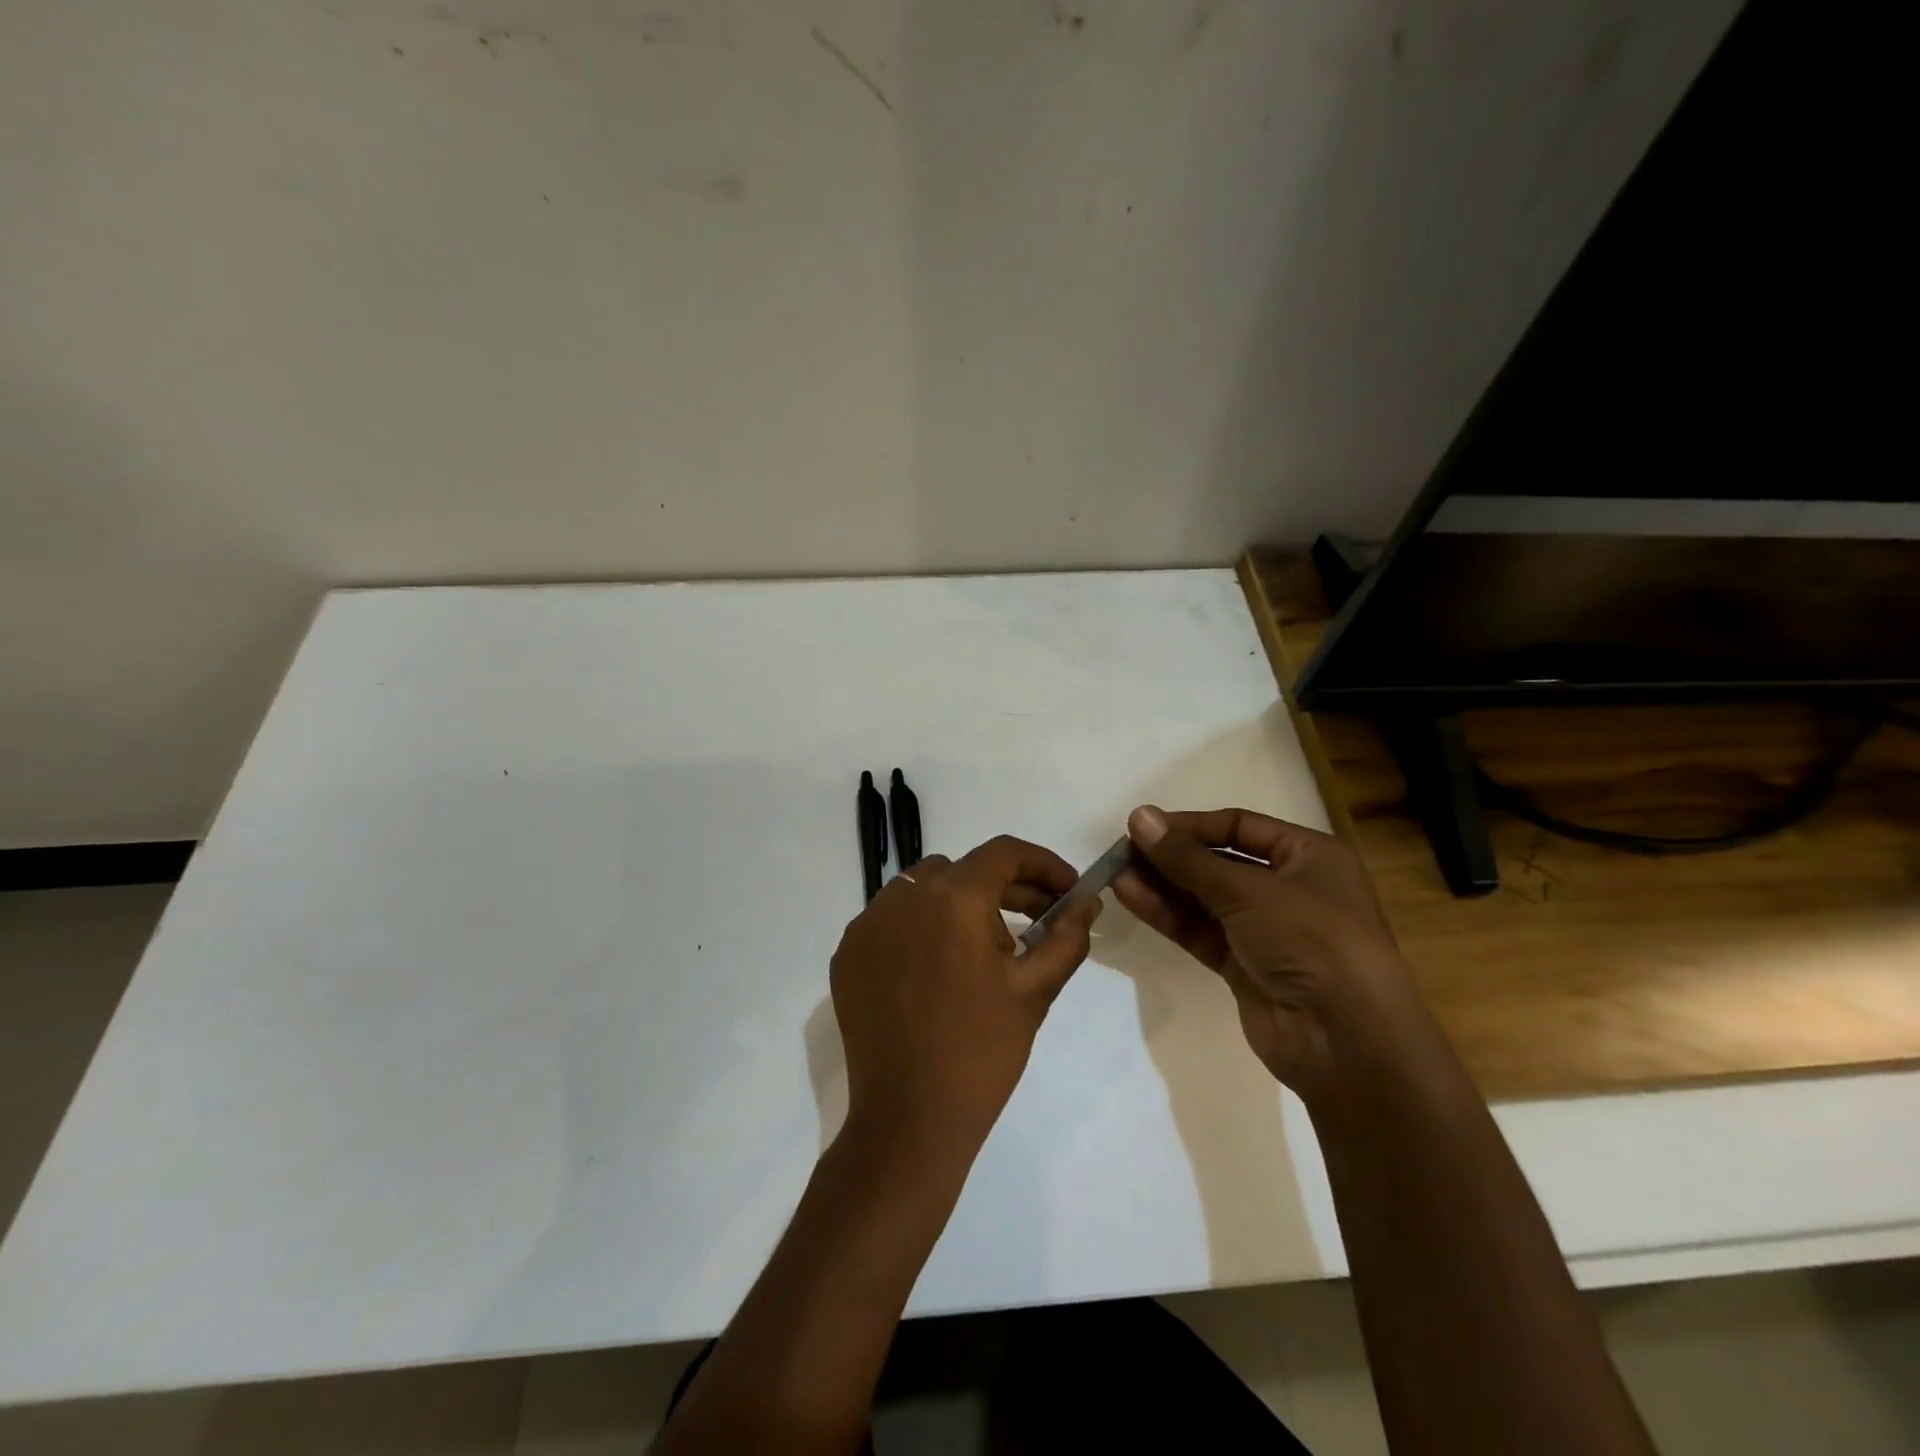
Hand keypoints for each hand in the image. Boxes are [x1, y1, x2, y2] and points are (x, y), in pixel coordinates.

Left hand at [830, 835, 1100, 1167]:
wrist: (909, 1119)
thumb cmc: (982, 1051)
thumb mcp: (1036, 989)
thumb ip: (1067, 935)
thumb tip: (1086, 902)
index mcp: (953, 898)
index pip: (1004, 853)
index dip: (1043, 864)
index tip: (1067, 890)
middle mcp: (904, 896)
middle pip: (964, 870)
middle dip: (1007, 887)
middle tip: (1038, 919)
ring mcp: (868, 924)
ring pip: (924, 889)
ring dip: (961, 903)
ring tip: (987, 946)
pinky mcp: (848, 953)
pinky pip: (892, 920)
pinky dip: (921, 927)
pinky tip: (940, 966)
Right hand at [1113, 804, 1419, 1100]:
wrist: (1346, 1040)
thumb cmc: (1311, 940)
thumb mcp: (1248, 890)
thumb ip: (1187, 858)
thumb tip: (1138, 817)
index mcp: (1310, 856)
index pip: (1239, 826)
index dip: (1191, 825)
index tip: (1144, 825)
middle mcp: (1290, 888)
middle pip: (1219, 862)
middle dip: (1172, 857)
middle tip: (1122, 850)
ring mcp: (1266, 930)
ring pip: (1205, 899)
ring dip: (1163, 885)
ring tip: (1115, 872)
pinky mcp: (1245, 966)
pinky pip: (1200, 931)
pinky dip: (1168, 915)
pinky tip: (1131, 897)